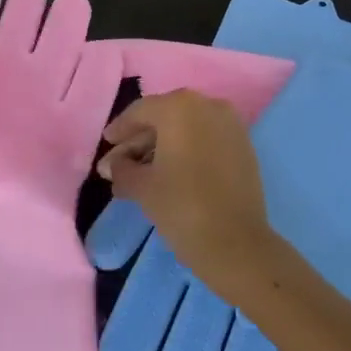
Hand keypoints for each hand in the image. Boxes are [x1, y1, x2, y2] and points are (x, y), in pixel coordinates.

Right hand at [96, 90, 279, 297]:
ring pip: (185, 130)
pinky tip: (168, 174)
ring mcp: (230, 125)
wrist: (238, 244)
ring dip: (161, 148)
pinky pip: (205, 140)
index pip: (140, 112)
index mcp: (179, 107)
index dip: (120, 129)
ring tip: (139, 174)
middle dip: (139, 141)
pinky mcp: (243, 147)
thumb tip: (113, 165)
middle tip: (118, 164)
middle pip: (164, 118)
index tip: (106, 143)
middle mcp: (207, 106)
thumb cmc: (182, 207)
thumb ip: (121, 169)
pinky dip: (185, 152)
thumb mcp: (141, 187)